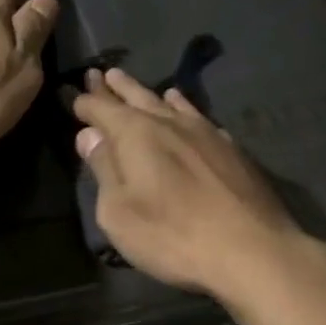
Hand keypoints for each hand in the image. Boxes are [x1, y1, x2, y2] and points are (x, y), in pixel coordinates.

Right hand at [70, 68, 314, 295]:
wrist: (252, 249)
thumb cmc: (173, 236)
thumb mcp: (120, 213)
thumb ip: (104, 169)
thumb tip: (89, 135)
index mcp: (136, 134)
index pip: (102, 109)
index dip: (86, 102)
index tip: (73, 94)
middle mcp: (170, 123)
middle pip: (138, 98)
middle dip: (117, 88)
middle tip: (103, 74)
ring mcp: (206, 133)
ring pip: (172, 104)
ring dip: (151, 94)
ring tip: (141, 87)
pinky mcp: (231, 149)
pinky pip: (199, 117)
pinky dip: (185, 109)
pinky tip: (185, 110)